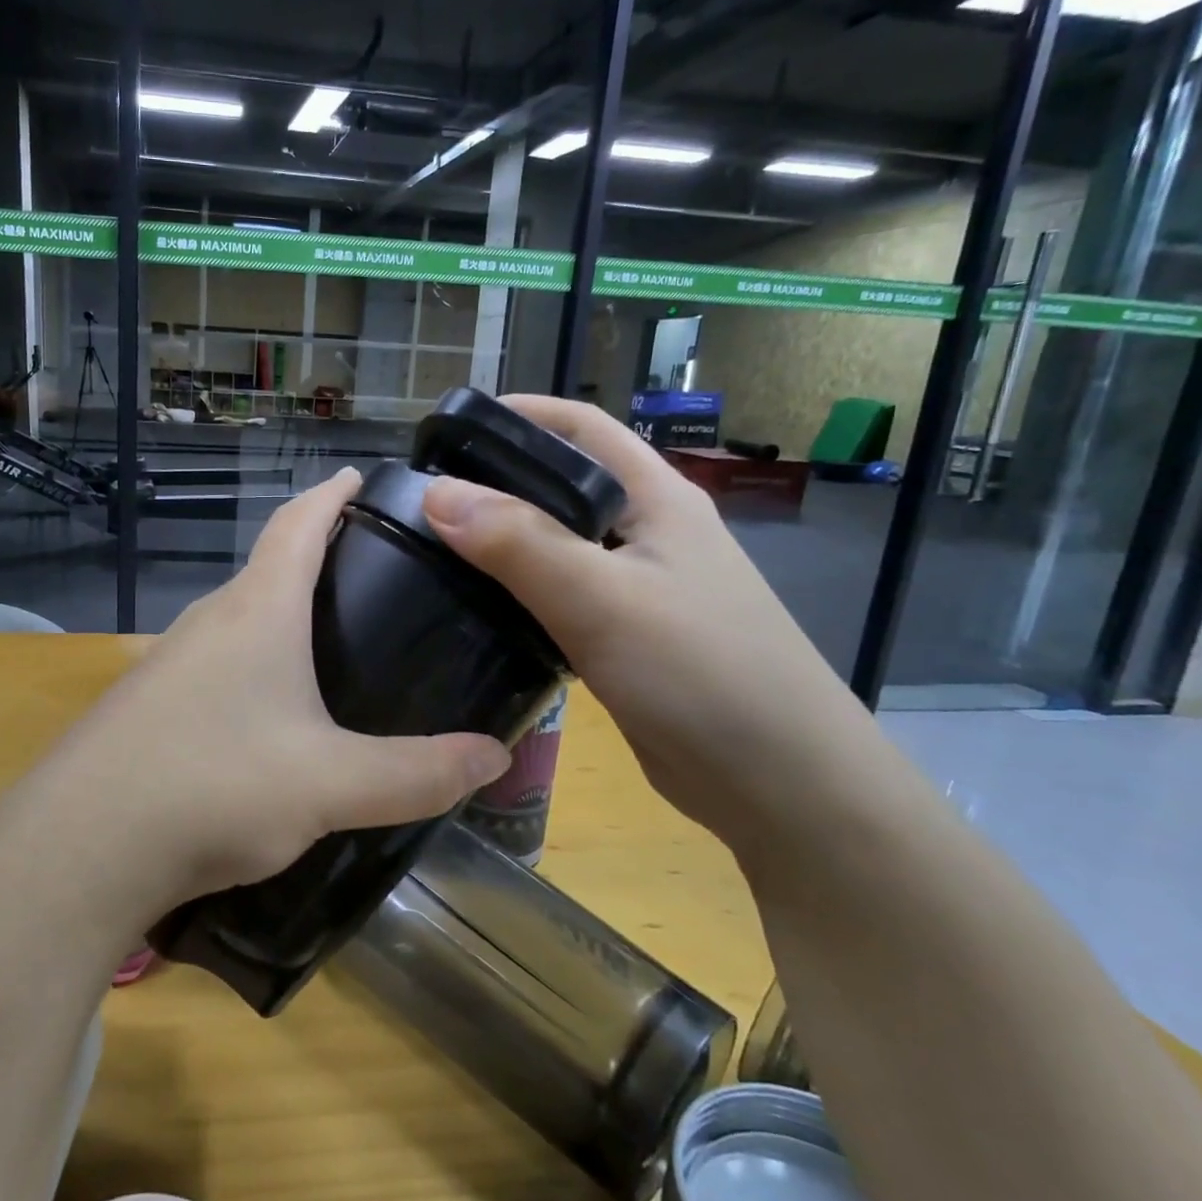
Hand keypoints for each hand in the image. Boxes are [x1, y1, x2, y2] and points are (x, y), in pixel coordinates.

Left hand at [21, 469, 509, 921]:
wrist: (82, 845)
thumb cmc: (215, 787)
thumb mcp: (332, 785)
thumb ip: (417, 774)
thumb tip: (495, 757)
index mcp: (257, 612)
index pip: (298, 525)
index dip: (332, 496)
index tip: (360, 478)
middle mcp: (208, 622)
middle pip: (267, 569)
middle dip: (314, 560)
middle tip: (370, 579)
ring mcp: (168, 662)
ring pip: (237, 620)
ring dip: (279, 618)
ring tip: (327, 646)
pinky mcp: (146, 705)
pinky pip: (211, 665)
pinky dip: (249, 666)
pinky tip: (266, 714)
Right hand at [420, 396, 878, 849]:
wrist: (777, 785)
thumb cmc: (701, 673)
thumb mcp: (603, 599)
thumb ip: (520, 544)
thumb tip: (436, 493)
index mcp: (656, 499)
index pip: (582, 429)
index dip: (519, 416)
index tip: (448, 432)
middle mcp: (646, 533)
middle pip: (561, 487)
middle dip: (496, 482)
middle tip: (424, 499)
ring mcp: (636, 588)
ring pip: (555, 547)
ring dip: (502, 542)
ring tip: (433, 550)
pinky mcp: (622, 638)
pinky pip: (557, 598)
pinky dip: (515, 594)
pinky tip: (475, 609)